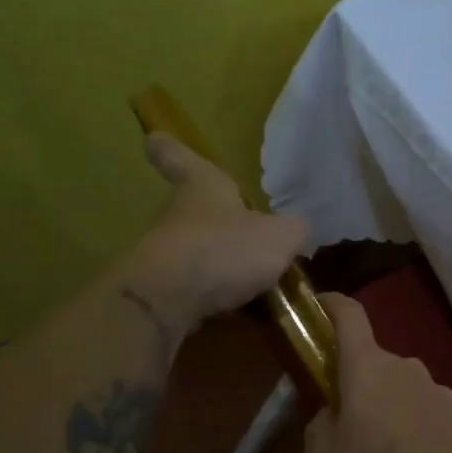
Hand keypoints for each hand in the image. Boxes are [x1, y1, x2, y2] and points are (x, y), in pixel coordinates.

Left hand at [126, 134, 307, 331]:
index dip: (171, 149)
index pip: (180, 158)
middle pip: (194, 210)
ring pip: (197, 253)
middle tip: (246, 234)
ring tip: (256, 285)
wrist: (168, 301)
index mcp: (203, 187)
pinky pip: (198, 291)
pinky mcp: (163, 291)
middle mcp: (179, 215)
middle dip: (217, 221)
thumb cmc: (225, 250)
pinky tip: (244, 314)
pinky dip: (218, 300)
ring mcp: (166, 254)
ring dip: (221, 266)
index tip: (154, 138)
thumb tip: (296, 230)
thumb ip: (293, 230)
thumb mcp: (280, 237)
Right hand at [302, 293, 451, 452]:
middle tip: (341, 427)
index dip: (331, 304)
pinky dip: (411, 433)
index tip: (318, 305)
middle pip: (371, 364)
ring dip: (384, 413)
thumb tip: (328, 420)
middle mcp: (403, 366)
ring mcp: (435, 389)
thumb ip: (316, 432)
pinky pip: (422, 416)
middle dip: (354, 387)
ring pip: (398, 392)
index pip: (348, 315)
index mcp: (366, 365)